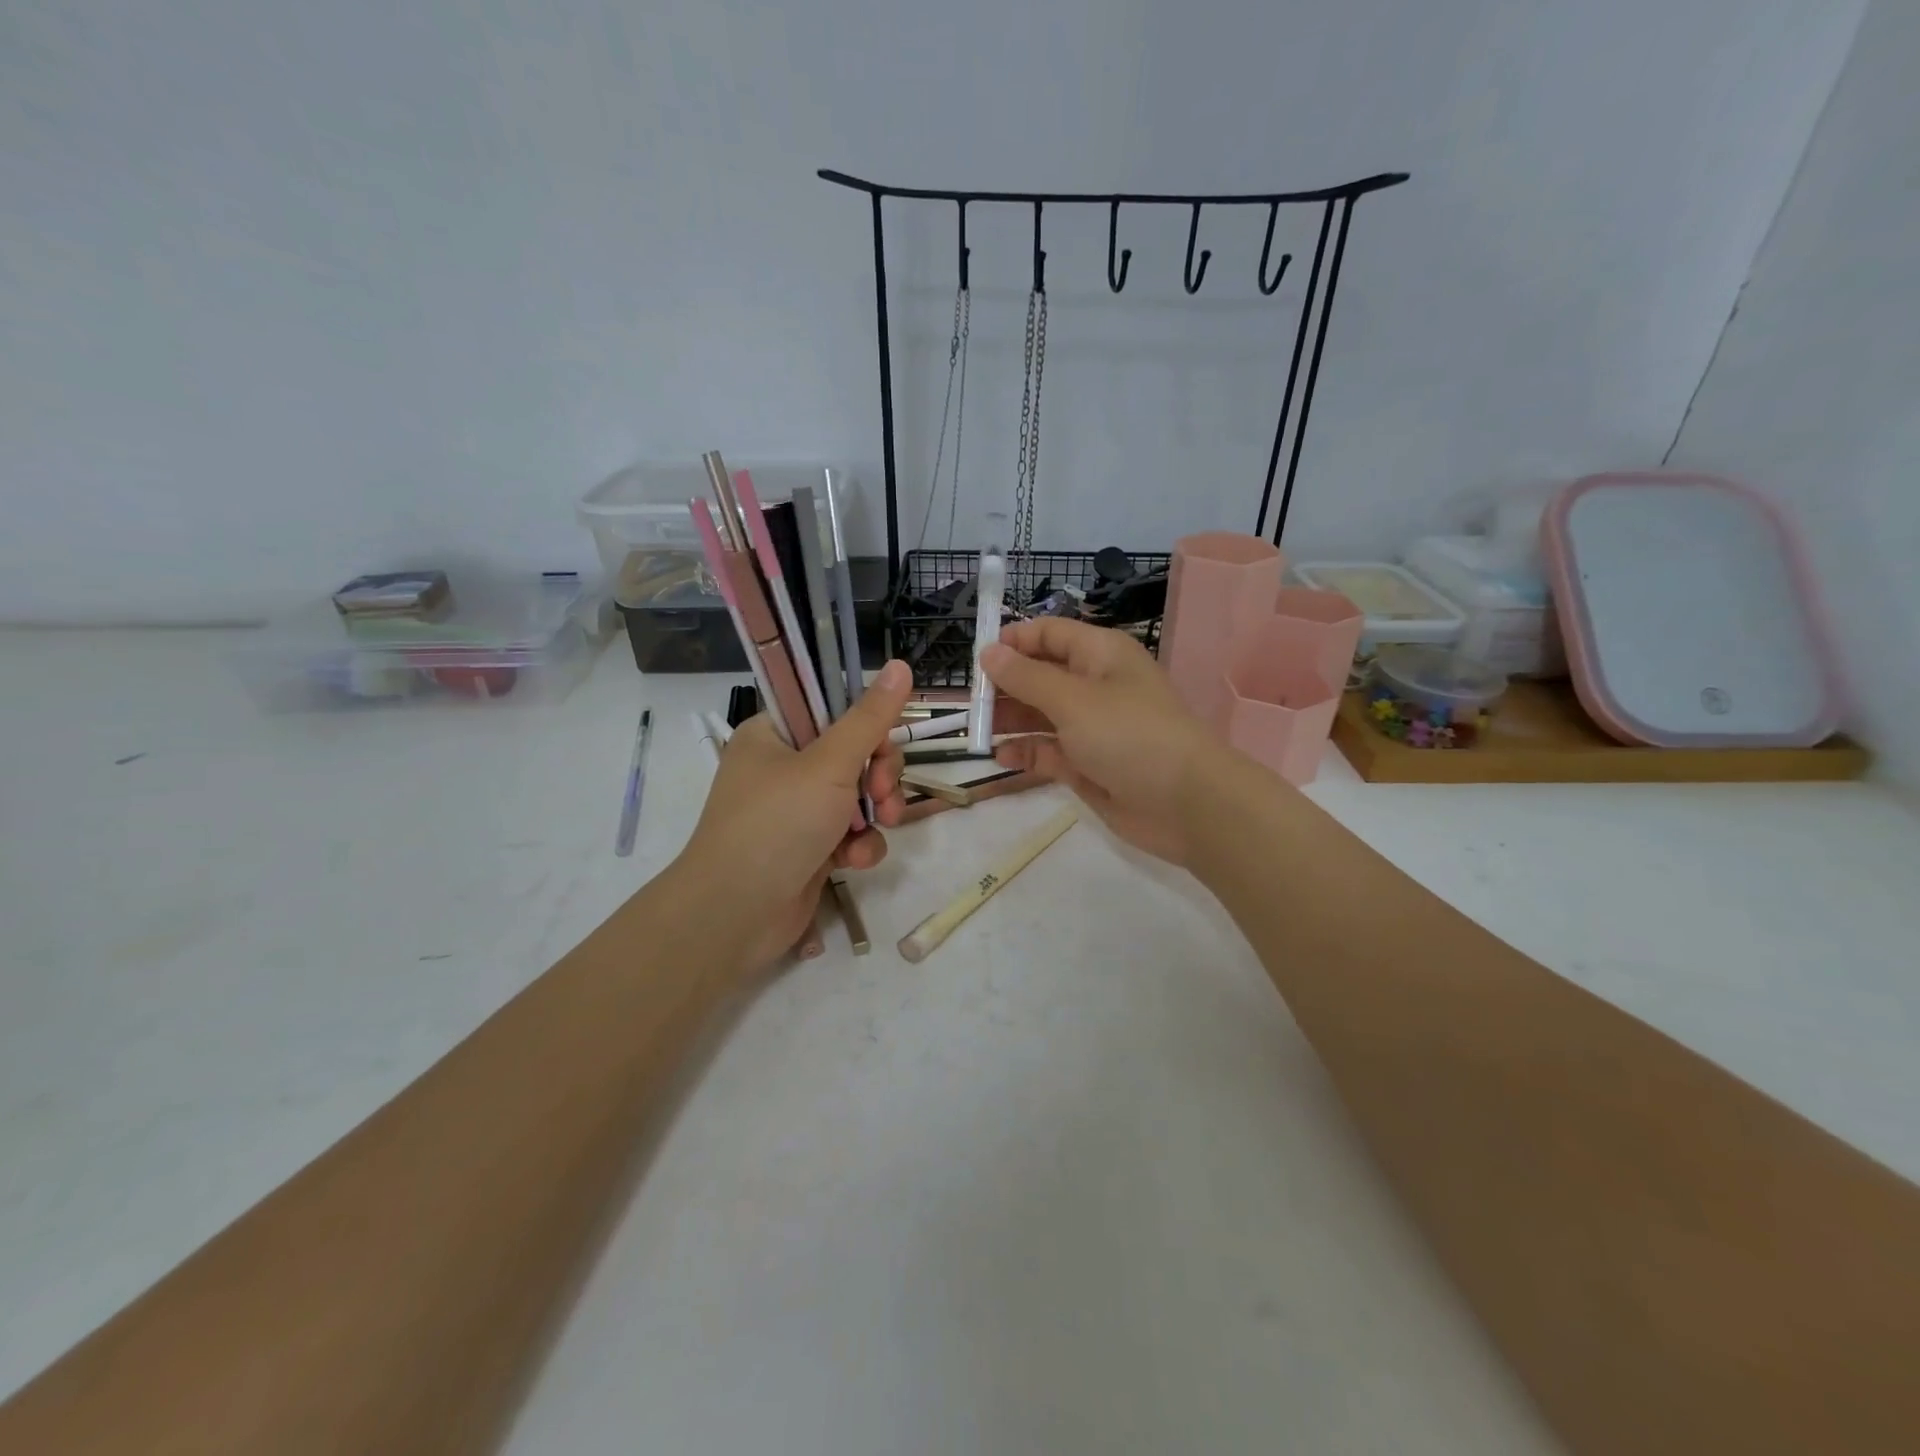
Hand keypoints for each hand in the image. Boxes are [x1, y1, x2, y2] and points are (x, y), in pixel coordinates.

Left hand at [677, 661, 911, 970]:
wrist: (736, 913)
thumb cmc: (777, 824)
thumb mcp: (830, 764)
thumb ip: (870, 718)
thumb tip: (900, 665)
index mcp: (774, 734)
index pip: (831, 709)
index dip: (865, 724)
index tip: (882, 742)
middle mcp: (783, 768)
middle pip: (854, 753)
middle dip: (879, 774)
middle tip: (882, 792)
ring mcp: (796, 811)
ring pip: (859, 795)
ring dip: (876, 811)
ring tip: (877, 826)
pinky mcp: (810, 848)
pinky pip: (850, 833)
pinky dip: (859, 844)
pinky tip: (854, 860)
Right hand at [981, 620, 1218, 865]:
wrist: (1185, 803)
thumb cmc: (1129, 735)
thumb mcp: (1072, 699)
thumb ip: (1026, 677)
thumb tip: (989, 652)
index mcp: (1100, 655)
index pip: (1049, 634)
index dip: (1014, 642)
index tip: (977, 659)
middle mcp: (1095, 686)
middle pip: (1040, 675)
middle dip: (1005, 686)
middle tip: (971, 704)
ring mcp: (1092, 727)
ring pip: (1040, 715)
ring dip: (1010, 720)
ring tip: (977, 732)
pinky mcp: (1089, 764)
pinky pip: (1049, 751)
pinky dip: (1026, 752)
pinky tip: (1002, 758)